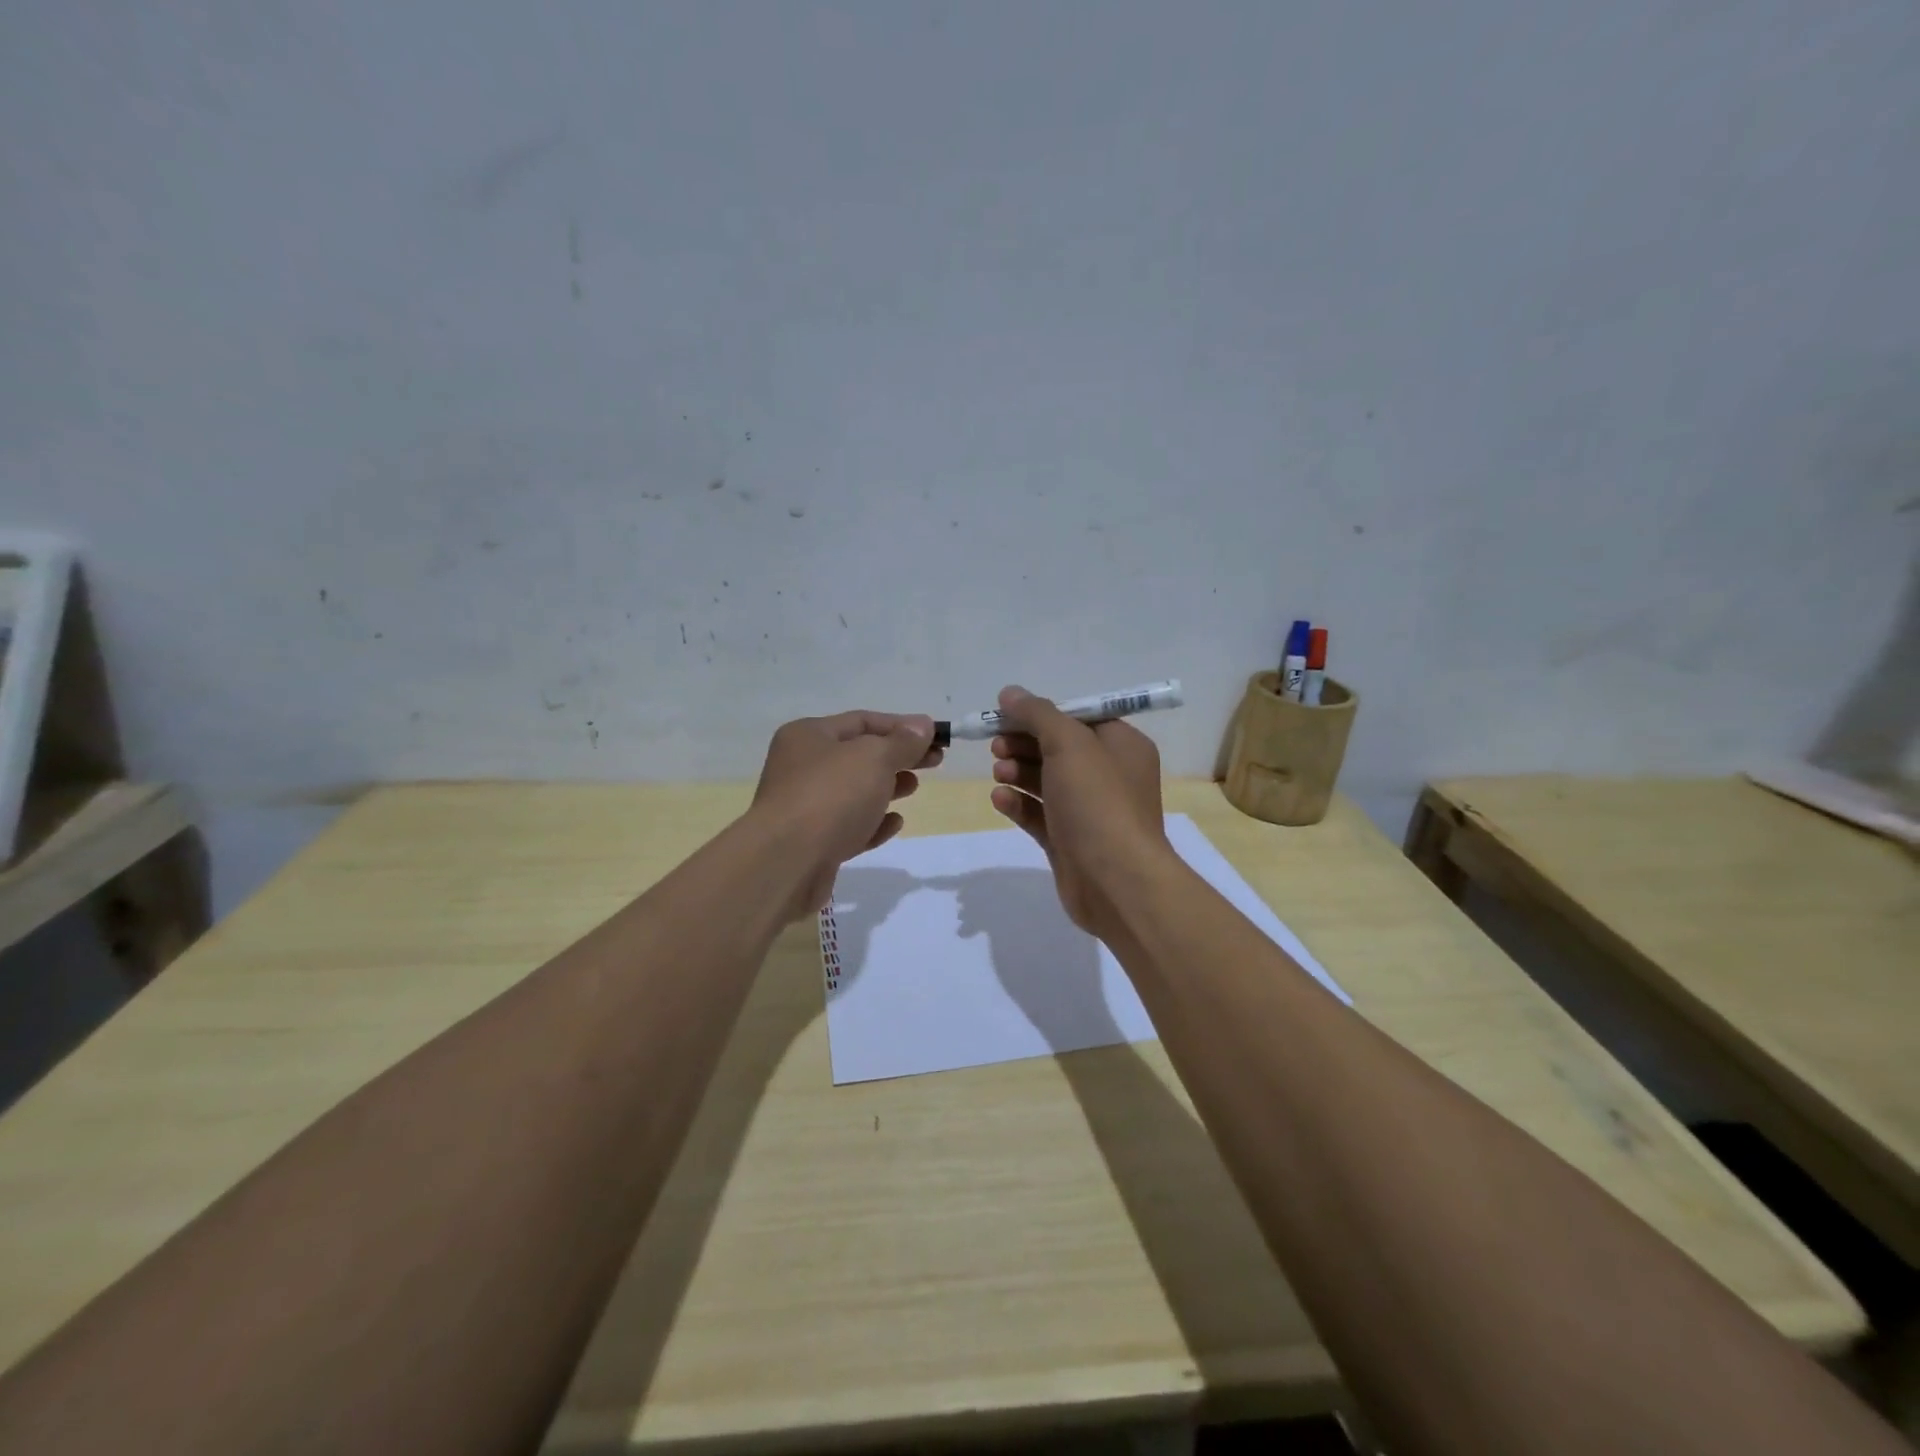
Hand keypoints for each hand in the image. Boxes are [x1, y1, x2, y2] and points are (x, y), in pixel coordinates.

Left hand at [750, 710, 941, 920]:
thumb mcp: (874, 758)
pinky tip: (894, 823)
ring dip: (887, 788)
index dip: (902, 726)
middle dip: (898, 756)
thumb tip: (923, 726)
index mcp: (808, 736)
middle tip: (935, 762)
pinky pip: (849, 826)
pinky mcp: (814, 843)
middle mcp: (802, 767)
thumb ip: (902, 742)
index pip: (862, 721)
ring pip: (854, 791)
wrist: (787, 863)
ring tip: (914, 788)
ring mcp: (805, 807)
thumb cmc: (831, 796)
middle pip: (859, 756)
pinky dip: (873, 822)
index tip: (937, 736)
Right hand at [987, 685, 1171, 939]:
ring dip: (1018, 772)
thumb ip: (1038, 714)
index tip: (1005, 715)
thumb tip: (1010, 693)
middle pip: (1058, 748)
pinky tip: (1000, 799)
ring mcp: (1089, 811)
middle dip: (1024, 743)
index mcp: (1122, 746)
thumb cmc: (1098, 802)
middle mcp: (1109, 775)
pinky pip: (1039, 814)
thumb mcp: (1068, 744)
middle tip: (996, 745)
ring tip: (999, 772)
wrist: (1115, 881)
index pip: (1078, 717)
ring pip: (1046, 781)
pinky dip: (1019, 803)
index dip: (1040, 714)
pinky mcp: (1069, 841)